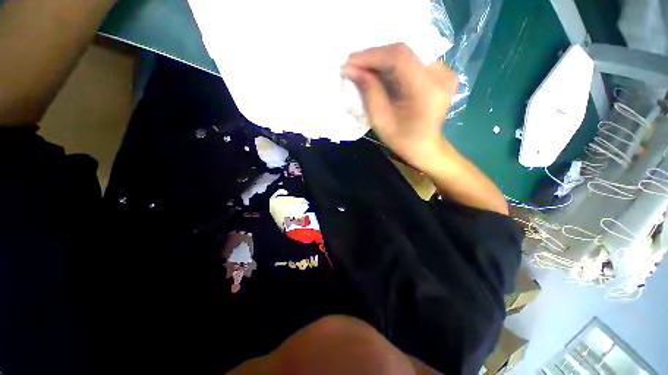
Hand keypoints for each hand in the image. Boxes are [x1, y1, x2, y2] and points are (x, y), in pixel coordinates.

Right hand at [342, 43, 457, 172]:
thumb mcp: (381, 120)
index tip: (350, 62)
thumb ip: (369, 92)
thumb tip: (351, 69)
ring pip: (407, 53)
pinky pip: (413, 59)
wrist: (425, 147)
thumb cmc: (402, 140)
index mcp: (427, 91)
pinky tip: (380, 71)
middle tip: (354, 65)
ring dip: (382, 59)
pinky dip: (393, 64)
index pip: (399, 58)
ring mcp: (444, 71)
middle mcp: (441, 75)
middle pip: (403, 52)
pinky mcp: (441, 72)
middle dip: (374, 56)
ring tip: (364, 68)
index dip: (372, 56)